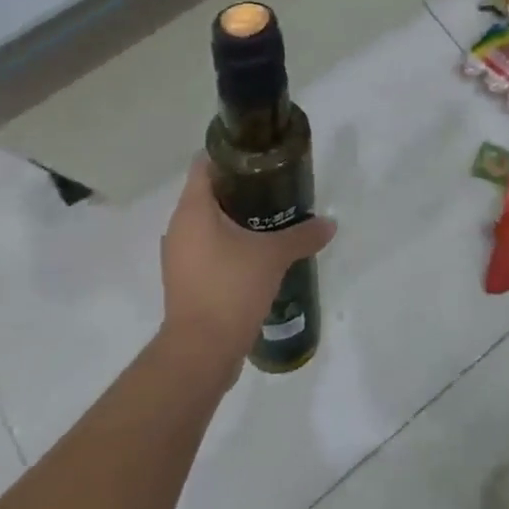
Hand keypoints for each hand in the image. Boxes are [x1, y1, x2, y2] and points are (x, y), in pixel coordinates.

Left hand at [160, 156, 335, 371]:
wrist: (200, 353)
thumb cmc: (230, 289)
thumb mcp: (273, 257)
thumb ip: (302, 235)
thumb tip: (330, 224)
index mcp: (193, 210)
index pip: (205, 164)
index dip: (230, 154)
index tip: (259, 155)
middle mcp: (179, 227)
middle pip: (207, 192)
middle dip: (240, 186)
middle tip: (274, 185)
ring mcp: (178, 255)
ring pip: (206, 222)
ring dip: (234, 217)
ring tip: (270, 217)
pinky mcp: (185, 279)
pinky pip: (206, 248)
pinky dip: (227, 243)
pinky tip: (256, 252)